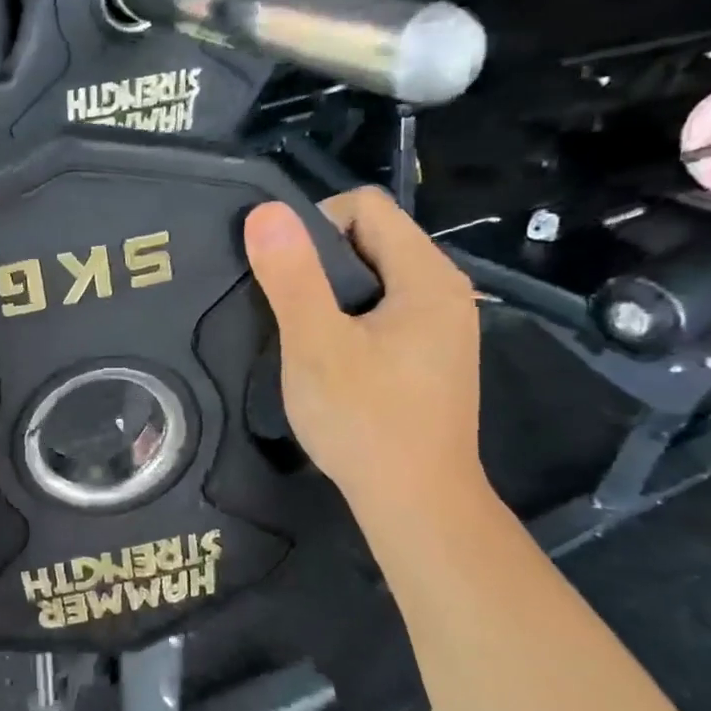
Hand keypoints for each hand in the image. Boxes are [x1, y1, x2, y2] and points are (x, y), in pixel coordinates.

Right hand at [244, 188, 484, 520]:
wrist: (416, 504)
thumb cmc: (365, 420)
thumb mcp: (316, 345)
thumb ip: (292, 275)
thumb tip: (265, 211)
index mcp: (427, 277)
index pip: (366, 207)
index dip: (314, 224)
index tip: (283, 275)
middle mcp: (444, 291)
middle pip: (371, 240)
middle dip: (318, 262)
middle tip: (283, 308)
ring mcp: (441, 327)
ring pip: (373, 279)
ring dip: (329, 294)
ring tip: (299, 334)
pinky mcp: (430, 357)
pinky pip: (382, 312)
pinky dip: (347, 320)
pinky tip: (327, 359)